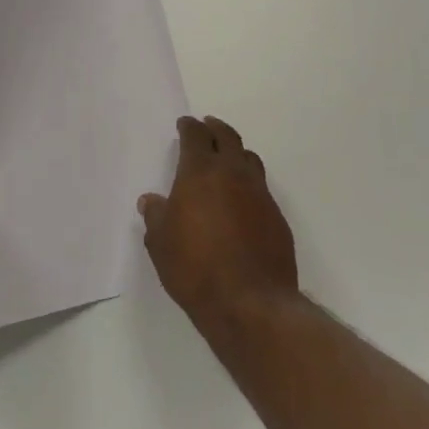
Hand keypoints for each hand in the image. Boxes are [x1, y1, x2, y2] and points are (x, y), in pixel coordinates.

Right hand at [139, 116, 298, 331]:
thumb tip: (151, 201)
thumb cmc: (195, 268)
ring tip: (227, 157)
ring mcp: (260, 195)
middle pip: (227, 137)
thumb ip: (156, 216)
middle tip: (207, 126)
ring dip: (236, 152)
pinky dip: (249, 184)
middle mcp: (233, 174)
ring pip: (249, 159)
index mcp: (201, 172)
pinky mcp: (277, 218)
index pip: (196, 136)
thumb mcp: (160, 243)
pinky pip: (261, 188)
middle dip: (215, 129)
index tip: (184, 124)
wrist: (251, 303)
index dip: (188, 127)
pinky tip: (241, 199)